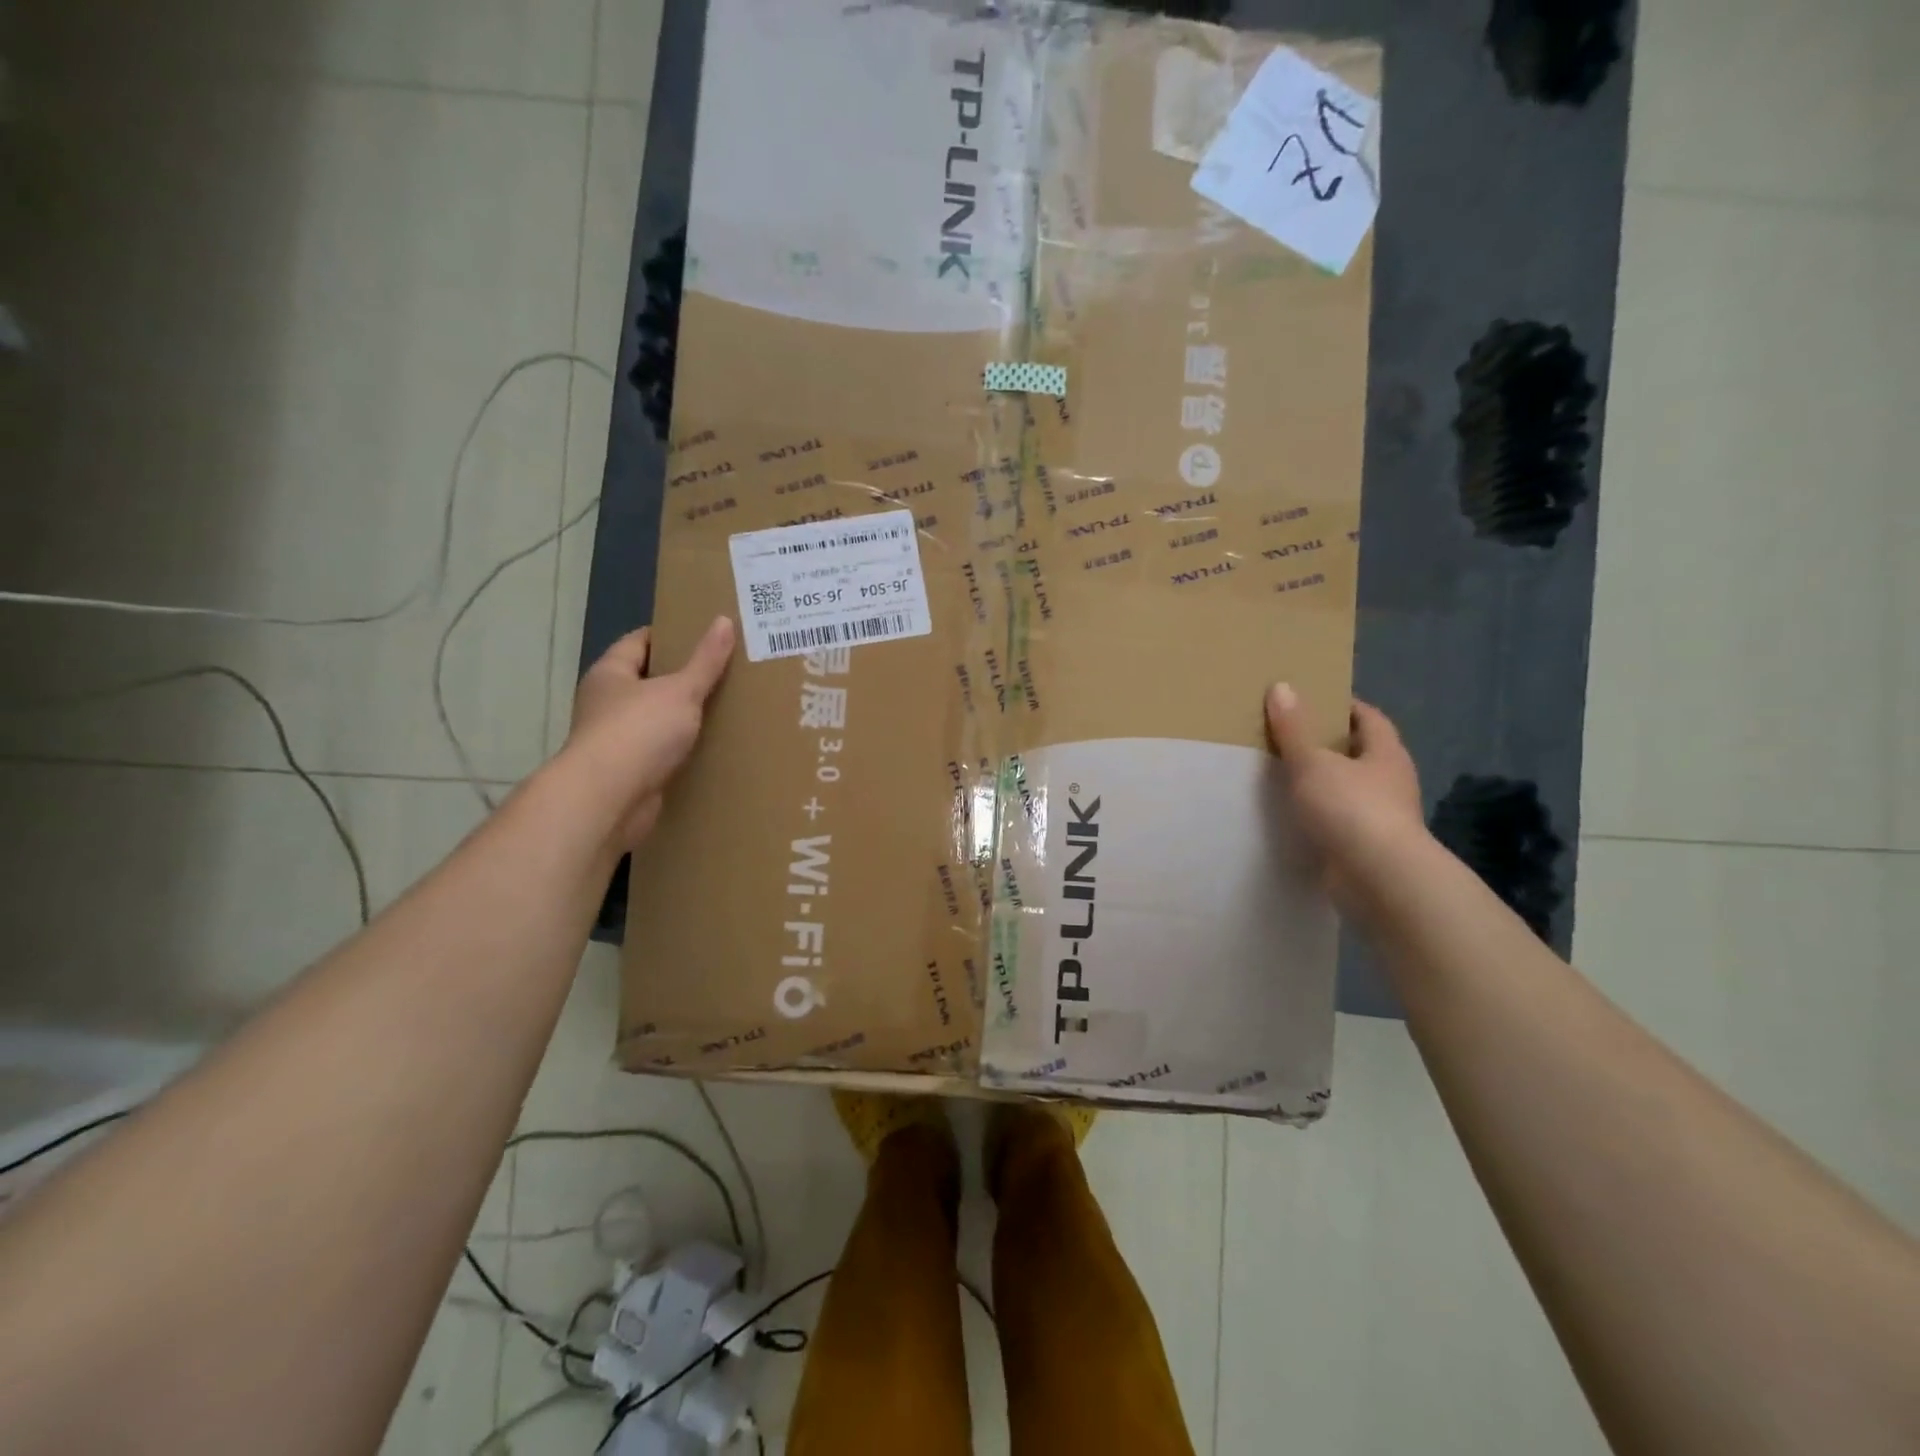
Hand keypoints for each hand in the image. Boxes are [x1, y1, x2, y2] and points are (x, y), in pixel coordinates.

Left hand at [564, 617, 735, 848]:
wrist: (609, 799)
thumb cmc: (639, 732)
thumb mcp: (680, 690)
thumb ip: (705, 660)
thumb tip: (723, 621)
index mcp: (611, 674)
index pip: (639, 642)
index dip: (670, 635)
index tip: (705, 635)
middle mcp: (607, 703)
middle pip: (648, 681)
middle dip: (682, 677)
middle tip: (725, 671)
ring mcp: (614, 739)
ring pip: (655, 718)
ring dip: (682, 717)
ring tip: (725, 708)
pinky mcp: (628, 771)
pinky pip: (659, 751)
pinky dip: (680, 749)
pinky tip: (709, 747)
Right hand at [1265, 683, 1426, 912]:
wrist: (1379, 879)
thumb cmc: (1351, 809)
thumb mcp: (1312, 763)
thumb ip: (1294, 729)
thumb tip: (1282, 687)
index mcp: (1386, 753)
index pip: (1369, 718)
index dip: (1344, 705)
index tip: (1314, 699)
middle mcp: (1391, 781)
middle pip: (1361, 752)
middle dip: (1331, 743)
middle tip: (1291, 734)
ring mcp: (1384, 816)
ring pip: (1351, 788)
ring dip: (1325, 781)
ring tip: (1286, 774)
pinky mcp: (1369, 846)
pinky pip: (1342, 819)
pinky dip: (1322, 813)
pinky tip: (1296, 814)